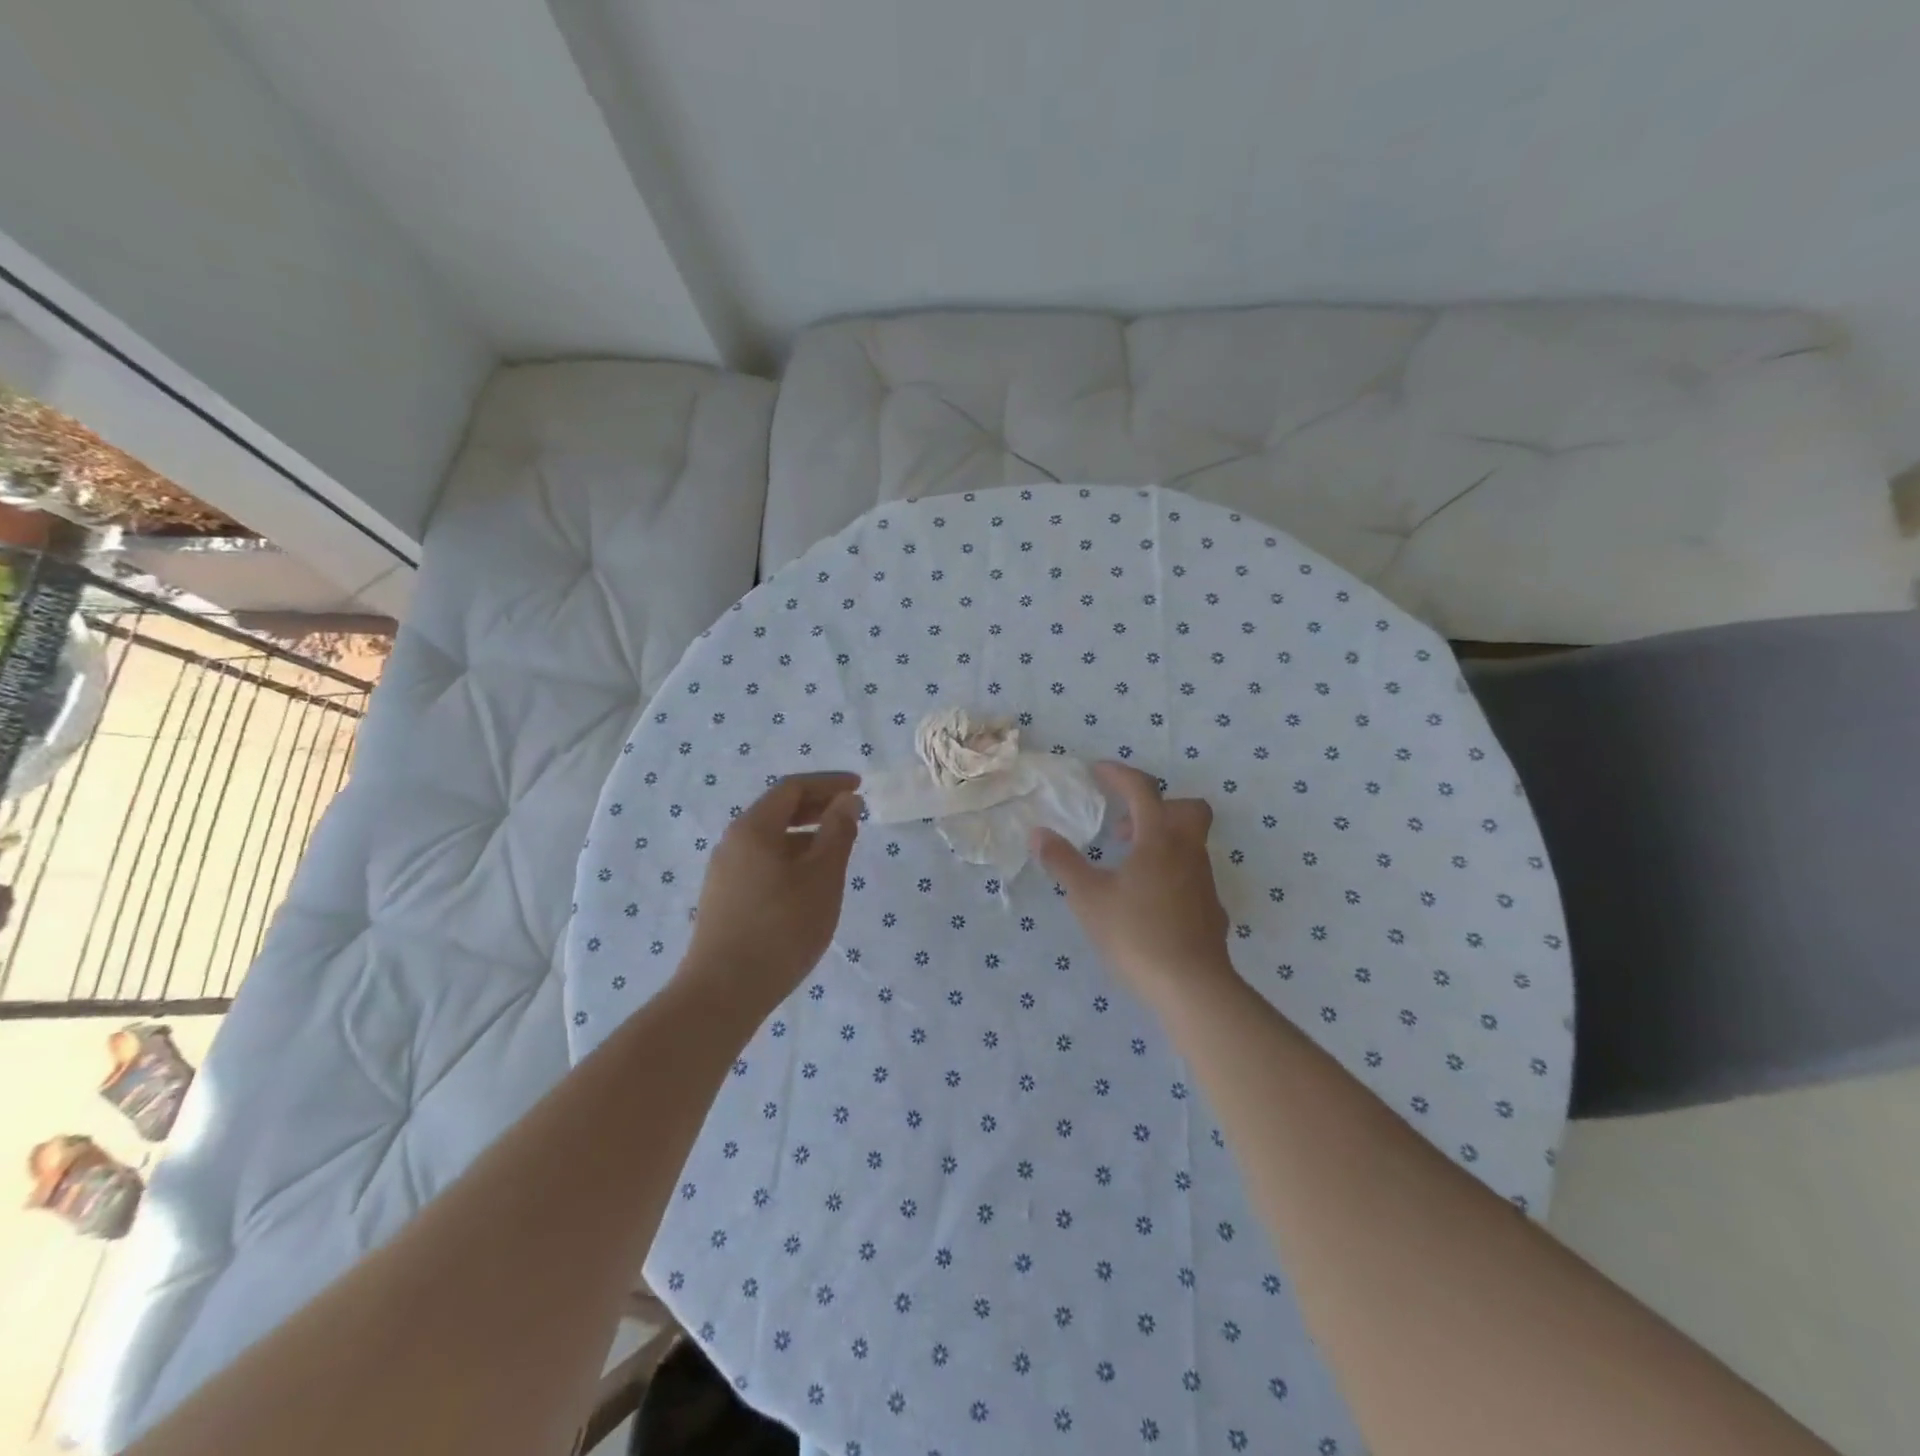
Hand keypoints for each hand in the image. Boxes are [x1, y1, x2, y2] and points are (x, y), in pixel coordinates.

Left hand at [683, 772, 861, 1011]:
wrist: (723, 992)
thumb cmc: (782, 927)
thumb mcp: (822, 877)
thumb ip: (838, 833)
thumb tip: (847, 801)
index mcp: (754, 828)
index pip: (792, 788)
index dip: (828, 783)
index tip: (859, 787)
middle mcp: (733, 842)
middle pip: (777, 810)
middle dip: (816, 806)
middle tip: (851, 814)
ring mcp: (724, 872)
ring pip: (770, 839)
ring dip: (805, 835)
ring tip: (836, 850)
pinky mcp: (724, 899)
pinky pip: (762, 862)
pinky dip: (790, 857)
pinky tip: (808, 883)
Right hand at [1032, 762, 1231, 1011]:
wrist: (1191, 986)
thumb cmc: (1135, 933)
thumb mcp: (1088, 897)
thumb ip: (1063, 862)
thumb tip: (1039, 833)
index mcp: (1159, 839)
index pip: (1143, 790)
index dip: (1119, 775)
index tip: (1098, 771)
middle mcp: (1188, 852)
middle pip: (1187, 809)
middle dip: (1156, 806)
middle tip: (1123, 827)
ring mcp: (1205, 881)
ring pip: (1190, 843)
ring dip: (1160, 841)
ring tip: (1127, 866)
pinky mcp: (1211, 910)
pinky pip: (1192, 875)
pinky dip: (1170, 873)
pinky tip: (1149, 900)